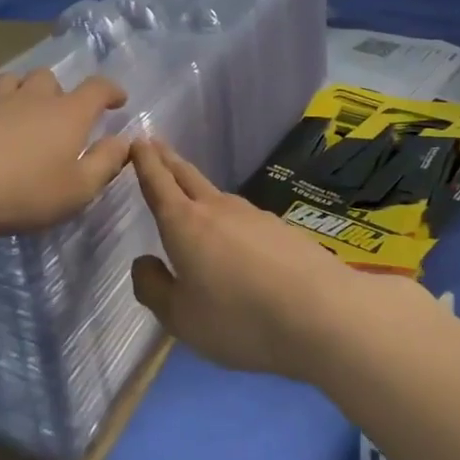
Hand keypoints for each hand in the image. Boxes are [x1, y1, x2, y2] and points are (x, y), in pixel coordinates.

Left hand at [0, 68, 132, 237]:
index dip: (111, 91)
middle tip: (58, 115)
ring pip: (12, 81)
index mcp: (67, 114)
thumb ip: (104, 164)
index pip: (97, 89)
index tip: (118, 99)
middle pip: (49, 78)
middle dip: (59, 92)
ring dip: (21, 92)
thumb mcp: (76, 190)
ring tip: (19, 114)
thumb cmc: (21, 191)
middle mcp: (32, 98)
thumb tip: (124, 141)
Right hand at [129, 140, 360, 380]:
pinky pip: (242, 216)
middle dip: (168, 160)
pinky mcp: (280, 229)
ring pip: (216, 194)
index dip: (146, 162)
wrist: (320, 313)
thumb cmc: (238, 318)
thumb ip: (155, 288)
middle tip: (155, 144)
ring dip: (197, 187)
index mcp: (185, 224)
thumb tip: (142, 262)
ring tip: (189, 191)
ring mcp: (253, 215)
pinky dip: (227, 216)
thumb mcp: (181, 318)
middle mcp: (217, 209)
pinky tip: (233, 235)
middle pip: (187, 176)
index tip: (138, 140)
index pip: (159, 184)